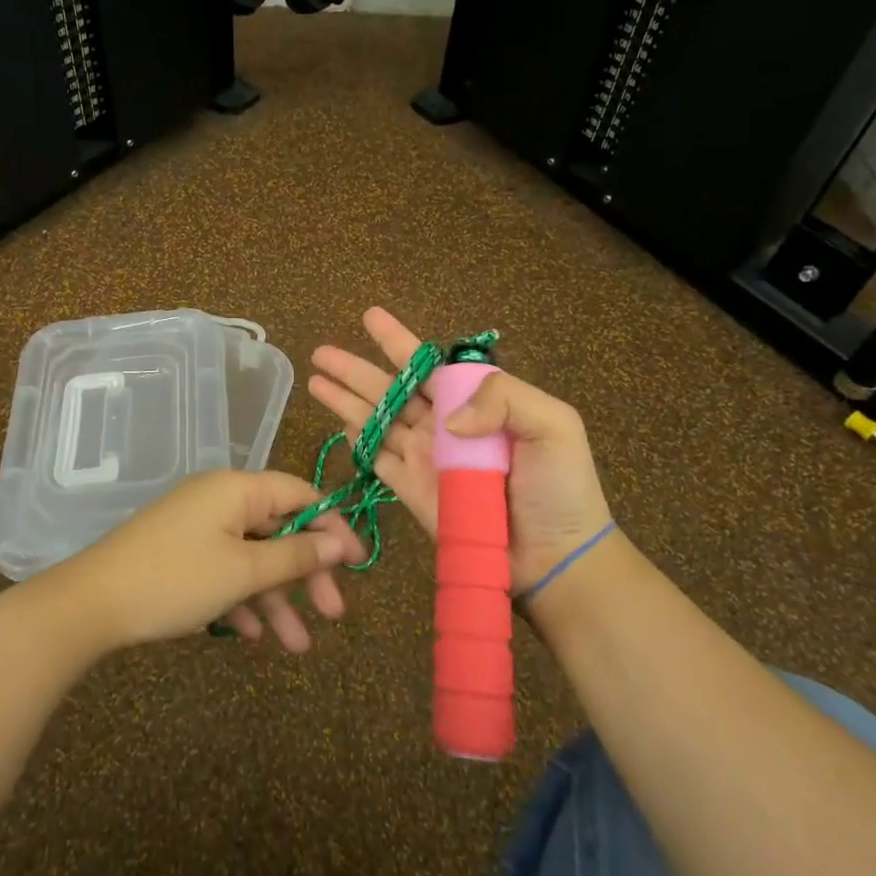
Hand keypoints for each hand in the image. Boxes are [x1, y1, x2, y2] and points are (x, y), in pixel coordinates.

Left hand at [44, 470, 360, 653]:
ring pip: (253, 558)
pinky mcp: (181, 554)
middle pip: (279, 529)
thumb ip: (295, 554)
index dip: (333, 527)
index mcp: (238, 489)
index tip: (357, 565)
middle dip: (307, 573)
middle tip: (333, 614)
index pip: (301, 495)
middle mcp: (221, 500)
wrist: (90, 605)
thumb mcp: (244, 571)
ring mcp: (199, 528)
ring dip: (277, 598)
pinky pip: (225, 570)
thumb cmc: (176, 580)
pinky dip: (243, 598)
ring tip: (297, 647)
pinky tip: (253, 635)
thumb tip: (340, 541)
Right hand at [308, 307, 611, 592]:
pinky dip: (358, 439)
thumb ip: (503, 398)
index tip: (370, 317)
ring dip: (346, 399)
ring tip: (315, 379)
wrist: (556, 558)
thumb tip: (445, 418)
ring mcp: (426, 458)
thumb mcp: (553, 425)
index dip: (398, 341)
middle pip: (391, 389)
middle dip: (356, 369)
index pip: (428, 365)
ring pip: (376, 420)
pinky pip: (378, 459)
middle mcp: (445, 425)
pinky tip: (338, 421)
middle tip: (322, 351)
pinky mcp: (413, 491)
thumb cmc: (560, 488)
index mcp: (476, 402)